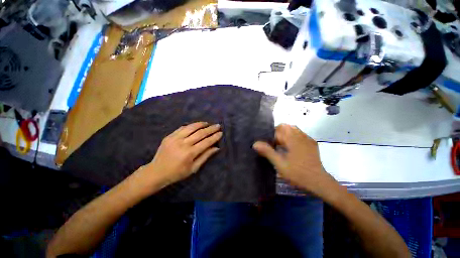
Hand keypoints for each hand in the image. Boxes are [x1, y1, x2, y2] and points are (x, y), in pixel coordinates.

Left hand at [145, 122, 221, 185]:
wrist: (156, 172)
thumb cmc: (177, 173)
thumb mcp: (193, 168)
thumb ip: (205, 156)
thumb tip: (216, 148)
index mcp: (190, 153)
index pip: (206, 142)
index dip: (214, 137)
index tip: (221, 133)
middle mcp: (183, 144)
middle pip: (200, 133)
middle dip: (210, 129)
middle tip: (217, 125)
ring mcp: (175, 138)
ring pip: (191, 128)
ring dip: (201, 124)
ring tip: (207, 123)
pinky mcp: (169, 136)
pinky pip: (182, 128)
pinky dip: (190, 126)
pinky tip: (196, 125)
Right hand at [253, 124, 336, 196]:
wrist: (319, 182)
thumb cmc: (298, 173)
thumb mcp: (280, 164)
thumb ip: (267, 152)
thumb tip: (255, 143)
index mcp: (292, 139)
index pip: (278, 129)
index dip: (271, 136)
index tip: (269, 145)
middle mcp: (300, 135)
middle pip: (285, 127)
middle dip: (277, 133)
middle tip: (274, 145)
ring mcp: (307, 139)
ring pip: (293, 129)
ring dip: (285, 134)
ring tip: (282, 146)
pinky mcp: (311, 143)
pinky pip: (300, 134)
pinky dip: (293, 137)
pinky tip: (291, 147)